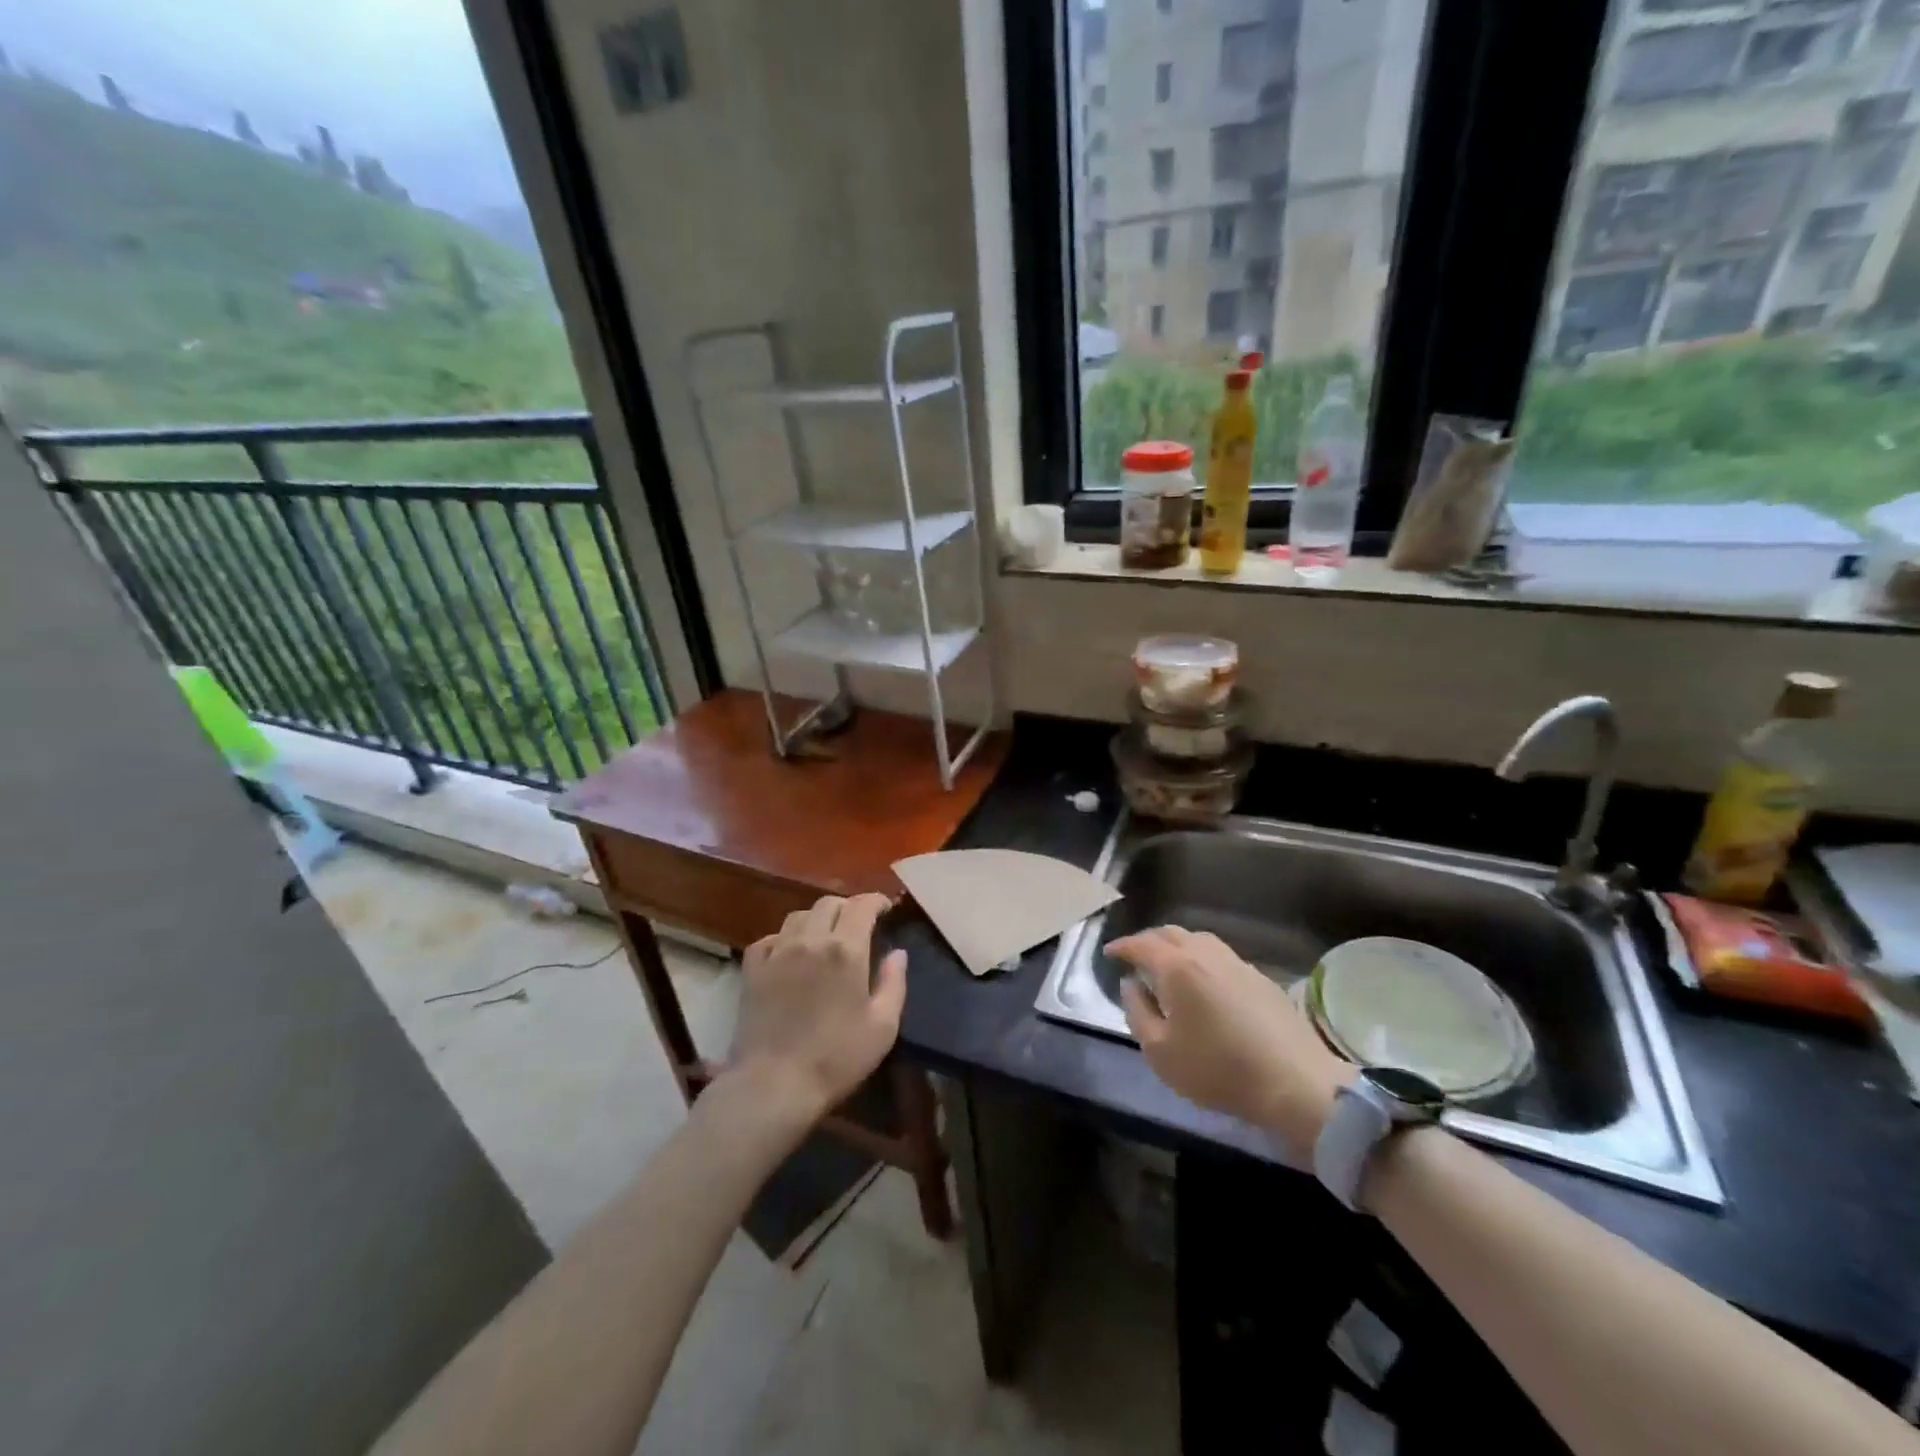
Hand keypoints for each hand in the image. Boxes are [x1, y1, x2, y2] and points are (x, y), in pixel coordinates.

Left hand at [724, 893, 907, 1126]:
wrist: (774, 1084)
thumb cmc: (836, 1058)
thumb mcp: (883, 1027)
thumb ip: (894, 983)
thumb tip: (898, 953)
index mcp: (846, 950)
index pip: (862, 905)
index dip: (876, 901)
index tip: (885, 910)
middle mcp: (810, 940)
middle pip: (829, 903)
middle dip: (847, 908)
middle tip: (858, 925)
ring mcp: (777, 953)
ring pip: (798, 916)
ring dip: (816, 919)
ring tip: (824, 937)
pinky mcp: (752, 970)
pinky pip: (769, 938)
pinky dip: (784, 938)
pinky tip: (789, 954)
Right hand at [1107, 926, 1351, 1152]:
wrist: (1294, 1083)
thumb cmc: (1216, 1069)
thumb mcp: (1160, 1051)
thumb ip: (1137, 1012)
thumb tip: (1131, 985)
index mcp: (1176, 966)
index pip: (1141, 944)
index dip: (1121, 946)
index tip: (1108, 953)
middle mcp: (1206, 953)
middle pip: (1170, 933)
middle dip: (1148, 941)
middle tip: (1135, 958)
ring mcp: (1237, 962)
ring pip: (1199, 940)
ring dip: (1177, 947)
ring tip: (1168, 967)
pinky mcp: (1261, 978)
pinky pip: (1220, 956)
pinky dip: (1202, 959)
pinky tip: (1204, 983)